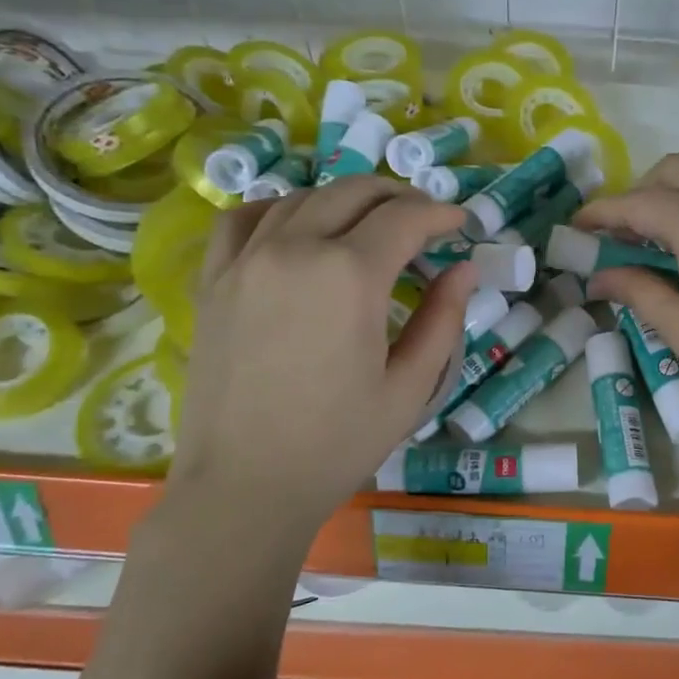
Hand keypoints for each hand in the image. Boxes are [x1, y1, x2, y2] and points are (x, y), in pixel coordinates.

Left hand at [166, 176, 475, 540]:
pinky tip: (296, 227)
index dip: (441, 214)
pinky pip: (243, 218)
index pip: (404, 219)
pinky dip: (278, 208)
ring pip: (302, 197)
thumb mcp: (410, 388)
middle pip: (354, 192)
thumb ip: (443, 320)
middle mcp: (295, 249)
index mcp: (349, 276)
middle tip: (425, 220)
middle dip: (399, 197)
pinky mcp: (214, 280)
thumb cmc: (337, 443)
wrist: (245, 485)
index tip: (461, 225)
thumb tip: (464, 269)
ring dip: (346, 200)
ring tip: (370, 223)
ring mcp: (246, 260)